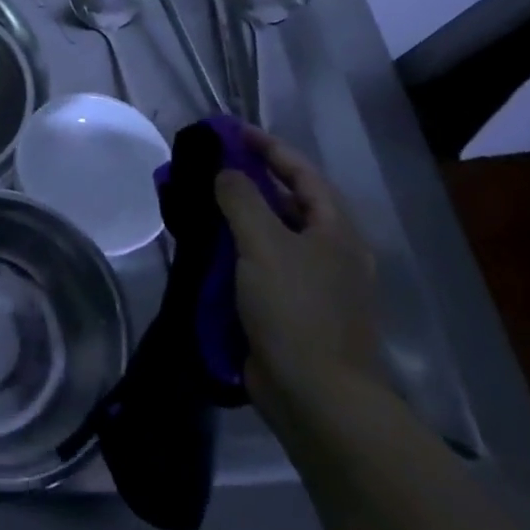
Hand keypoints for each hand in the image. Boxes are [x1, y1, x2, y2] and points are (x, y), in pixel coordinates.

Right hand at [215, 128, 381, 422]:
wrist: (317, 398)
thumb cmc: (297, 310)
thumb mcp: (265, 243)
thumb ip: (241, 198)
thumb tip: (225, 172)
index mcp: (334, 230)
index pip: (301, 171)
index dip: (266, 146)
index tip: (228, 130)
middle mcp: (327, 251)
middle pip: (285, 201)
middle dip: (246, 180)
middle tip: (204, 167)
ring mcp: (310, 283)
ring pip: (268, 235)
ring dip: (234, 217)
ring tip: (195, 202)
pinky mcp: (288, 310)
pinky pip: (257, 266)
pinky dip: (232, 252)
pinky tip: (203, 249)